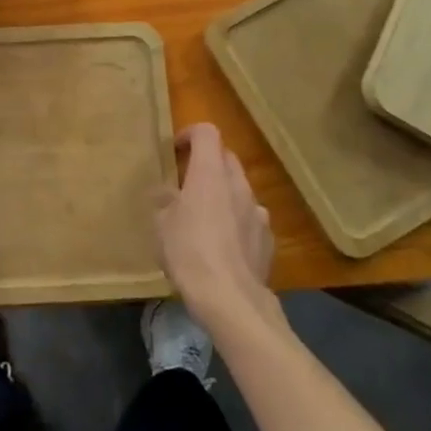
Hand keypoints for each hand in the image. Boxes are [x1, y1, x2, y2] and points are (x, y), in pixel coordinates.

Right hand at [153, 123, 275, 334]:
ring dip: (224, 193)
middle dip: (208, 163)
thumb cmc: (188, 252)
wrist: (230, 298)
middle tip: (187, 183)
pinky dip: (237, 221)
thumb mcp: (161, 224)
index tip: (176, 150)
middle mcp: (238, 185)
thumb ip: (165, 201)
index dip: (190, 134)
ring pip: (240, 189)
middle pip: (226, 157)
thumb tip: (167, 193)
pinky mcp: (268, 238)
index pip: (207, 132)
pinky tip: (225, 245)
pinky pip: (250, 218)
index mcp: (210, 173)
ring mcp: (258, 211)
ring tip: (206, 217)